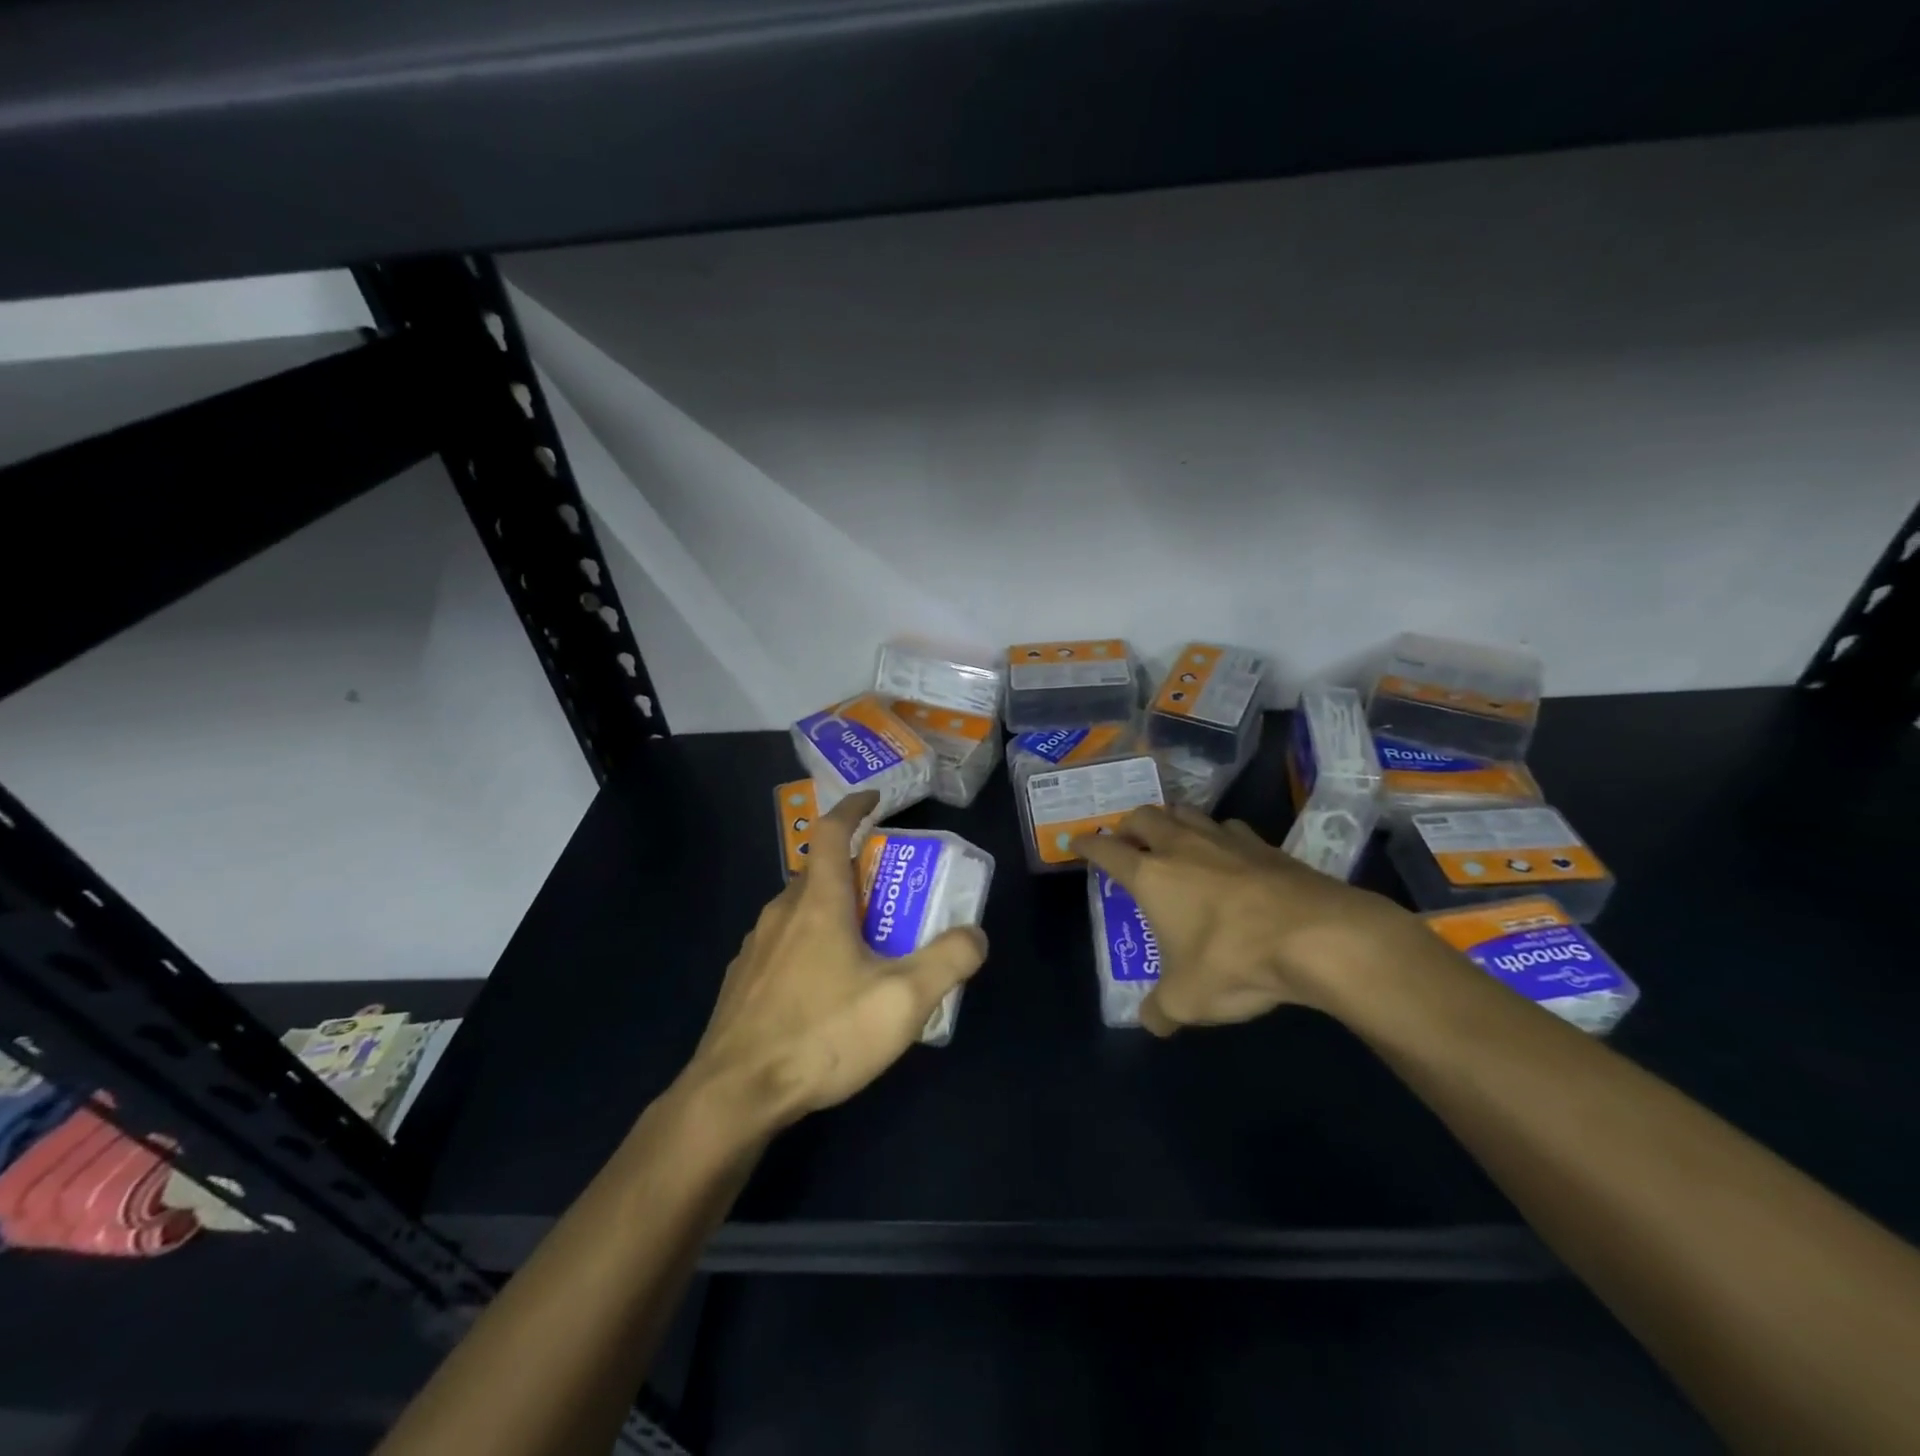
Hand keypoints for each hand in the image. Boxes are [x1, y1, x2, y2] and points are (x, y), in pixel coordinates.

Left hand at [677, 790, 987, 1135]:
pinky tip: (824, 992)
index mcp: (818, 904)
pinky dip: (808, 948)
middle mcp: (780, 914)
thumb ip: (948, 960)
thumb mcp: (903, 1001)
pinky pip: (781, 947)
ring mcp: (754, 949)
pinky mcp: (741, 984)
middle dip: (854, 873)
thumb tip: (975, 934)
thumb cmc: (822, 1035)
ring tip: (863, 948)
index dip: (854, 808)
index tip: (874, 800)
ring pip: (798, 913)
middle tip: (890, 896)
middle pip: (818, 874)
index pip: (832, 832)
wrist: (734, 1096)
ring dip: (831, 913)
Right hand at [1074, 805, 1415, 1035]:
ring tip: (1171, 838)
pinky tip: (1226, 854)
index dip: (1086, 844)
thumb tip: (1151, 1022)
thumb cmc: (1233, 961)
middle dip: (1127, 825)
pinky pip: (1229, 828)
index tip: (1076, 841)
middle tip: (1126, 842)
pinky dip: (1217, 835)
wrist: (1315, 936)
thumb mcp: (1186, 1000)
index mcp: (1150, 875)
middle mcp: (1181, 847)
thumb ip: (1160, 1010)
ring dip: (1170, 821)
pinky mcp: (1264, 845)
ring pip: (1185, 812)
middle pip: (1143, 816)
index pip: (1105, 849)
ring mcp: (1224, 839)